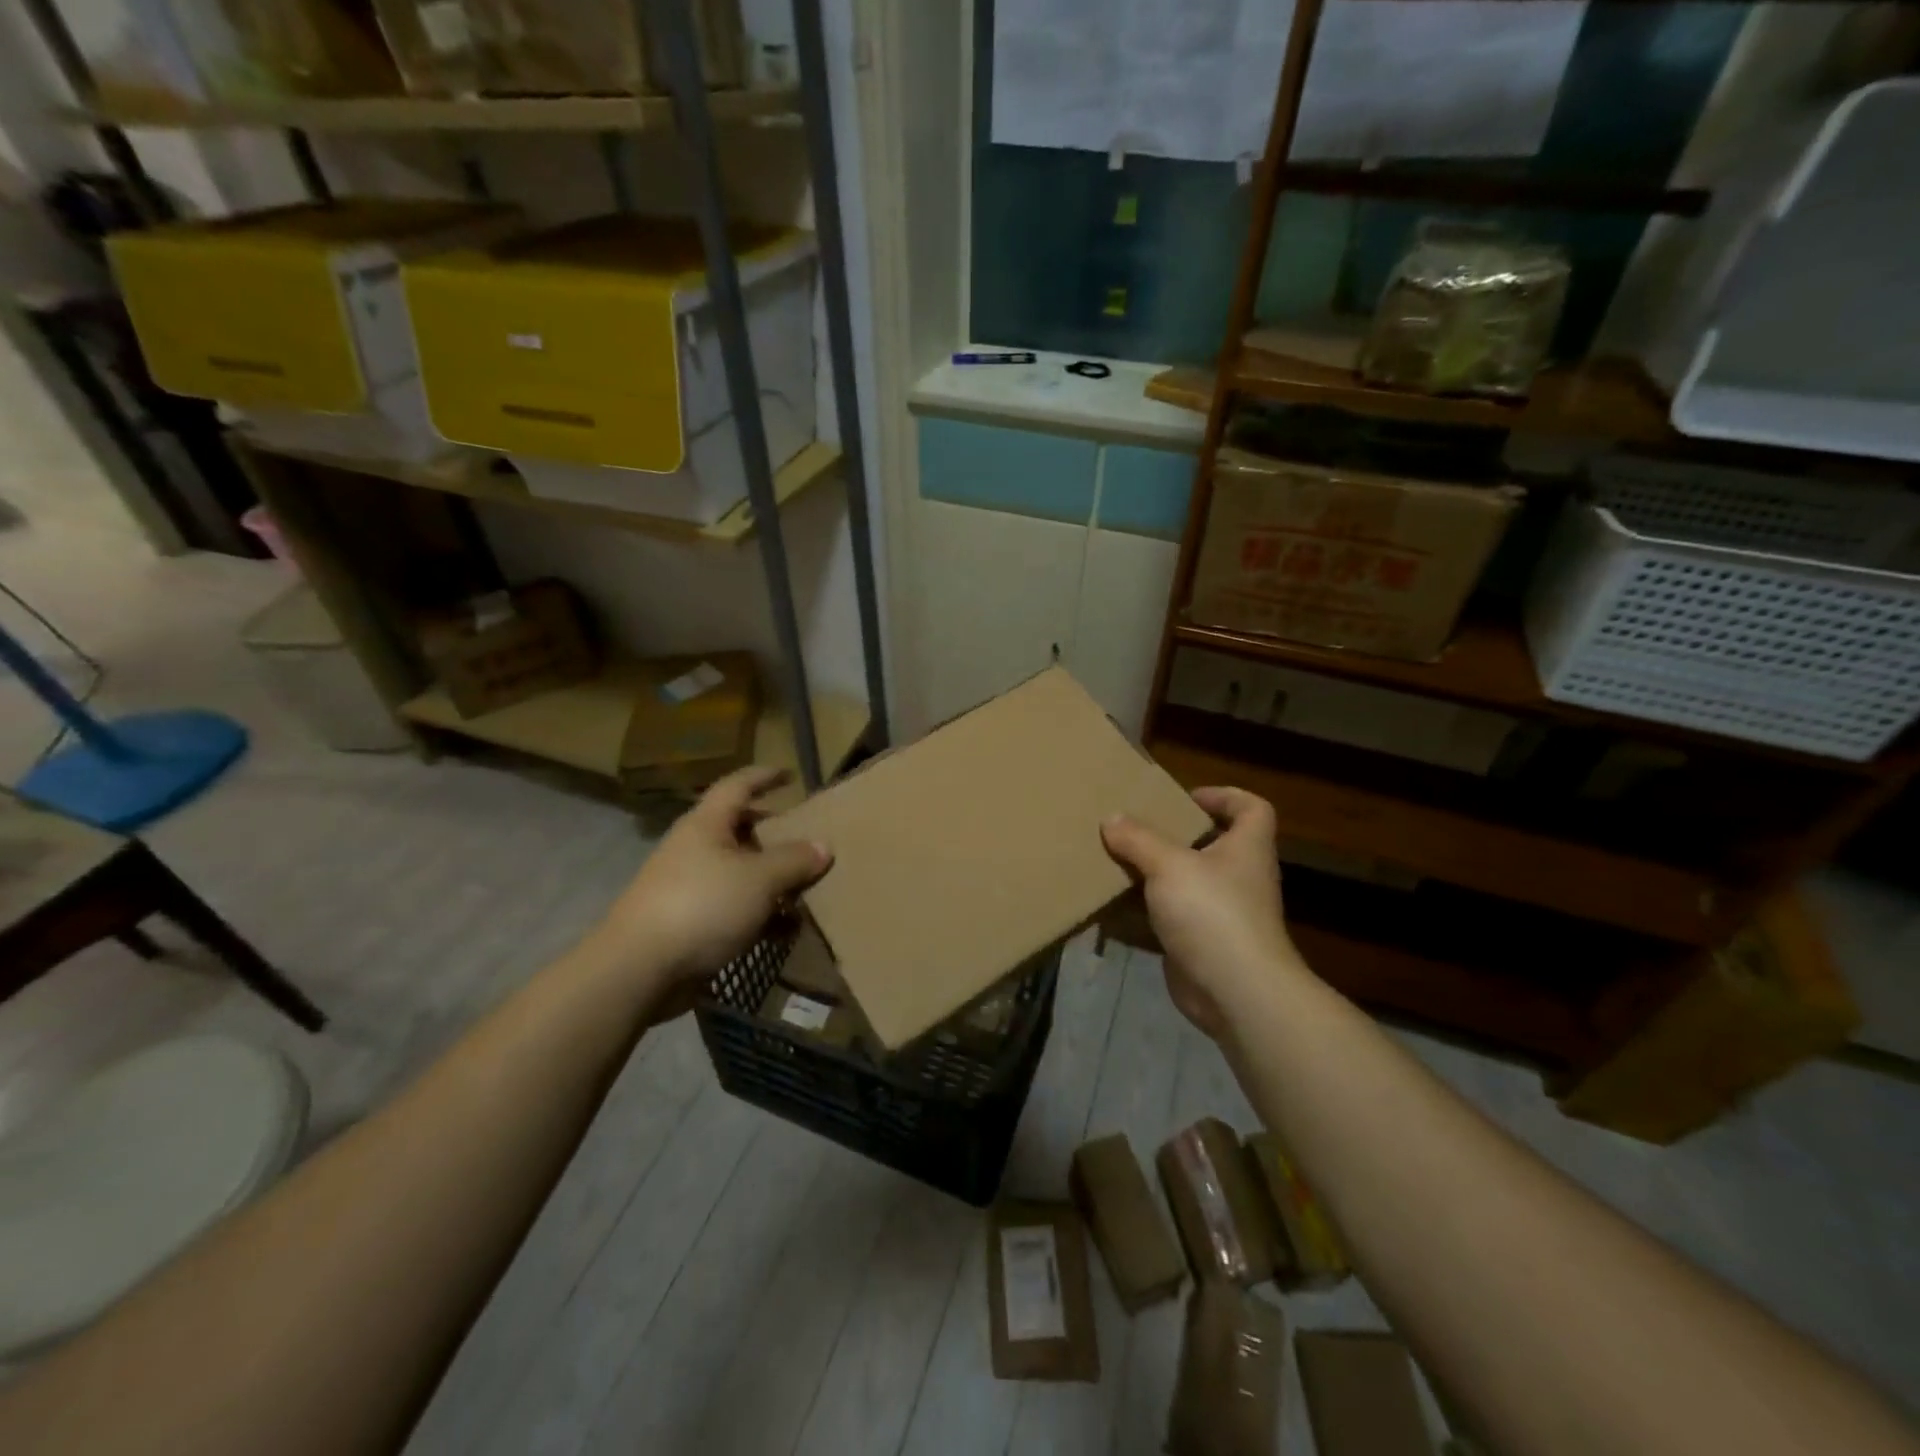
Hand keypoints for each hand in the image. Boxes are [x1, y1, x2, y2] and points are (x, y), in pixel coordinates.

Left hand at [583, 766, 831, 1009]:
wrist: (638, 970)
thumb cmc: (702, 906)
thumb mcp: (760, 879)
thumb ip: (794, 861)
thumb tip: (824, 846)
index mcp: (706, 825)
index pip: (737, 786)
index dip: (764, 776)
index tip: (789, 774)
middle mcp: (694, 849)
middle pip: (738, 829)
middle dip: (771, 833)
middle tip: (803, 838)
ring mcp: (687, 887)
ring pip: (737, 871)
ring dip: (769, 878)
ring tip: (803, 888)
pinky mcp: (687, 922)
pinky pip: (731, 907)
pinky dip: (758, 913)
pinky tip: (783, 930)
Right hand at [1101, 787, 1305, 1039]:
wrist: (1235, 992)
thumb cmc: (1212, 912)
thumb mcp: (1169, 865)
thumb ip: (1138, 840)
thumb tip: (1111, 819)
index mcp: (1246, 848)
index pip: (1252, 809)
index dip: (1224, 796)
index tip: (1186, 799)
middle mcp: (1238, 877)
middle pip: (1211, 845)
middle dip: (1173, 837)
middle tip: (1135, 830)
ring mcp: (1221, 914)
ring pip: (1184, 884)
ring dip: (1152, 876)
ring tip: (1114, 864)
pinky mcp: (1200, 944)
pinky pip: (1168, 920)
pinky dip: (1142, 915)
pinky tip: (1110, 910)